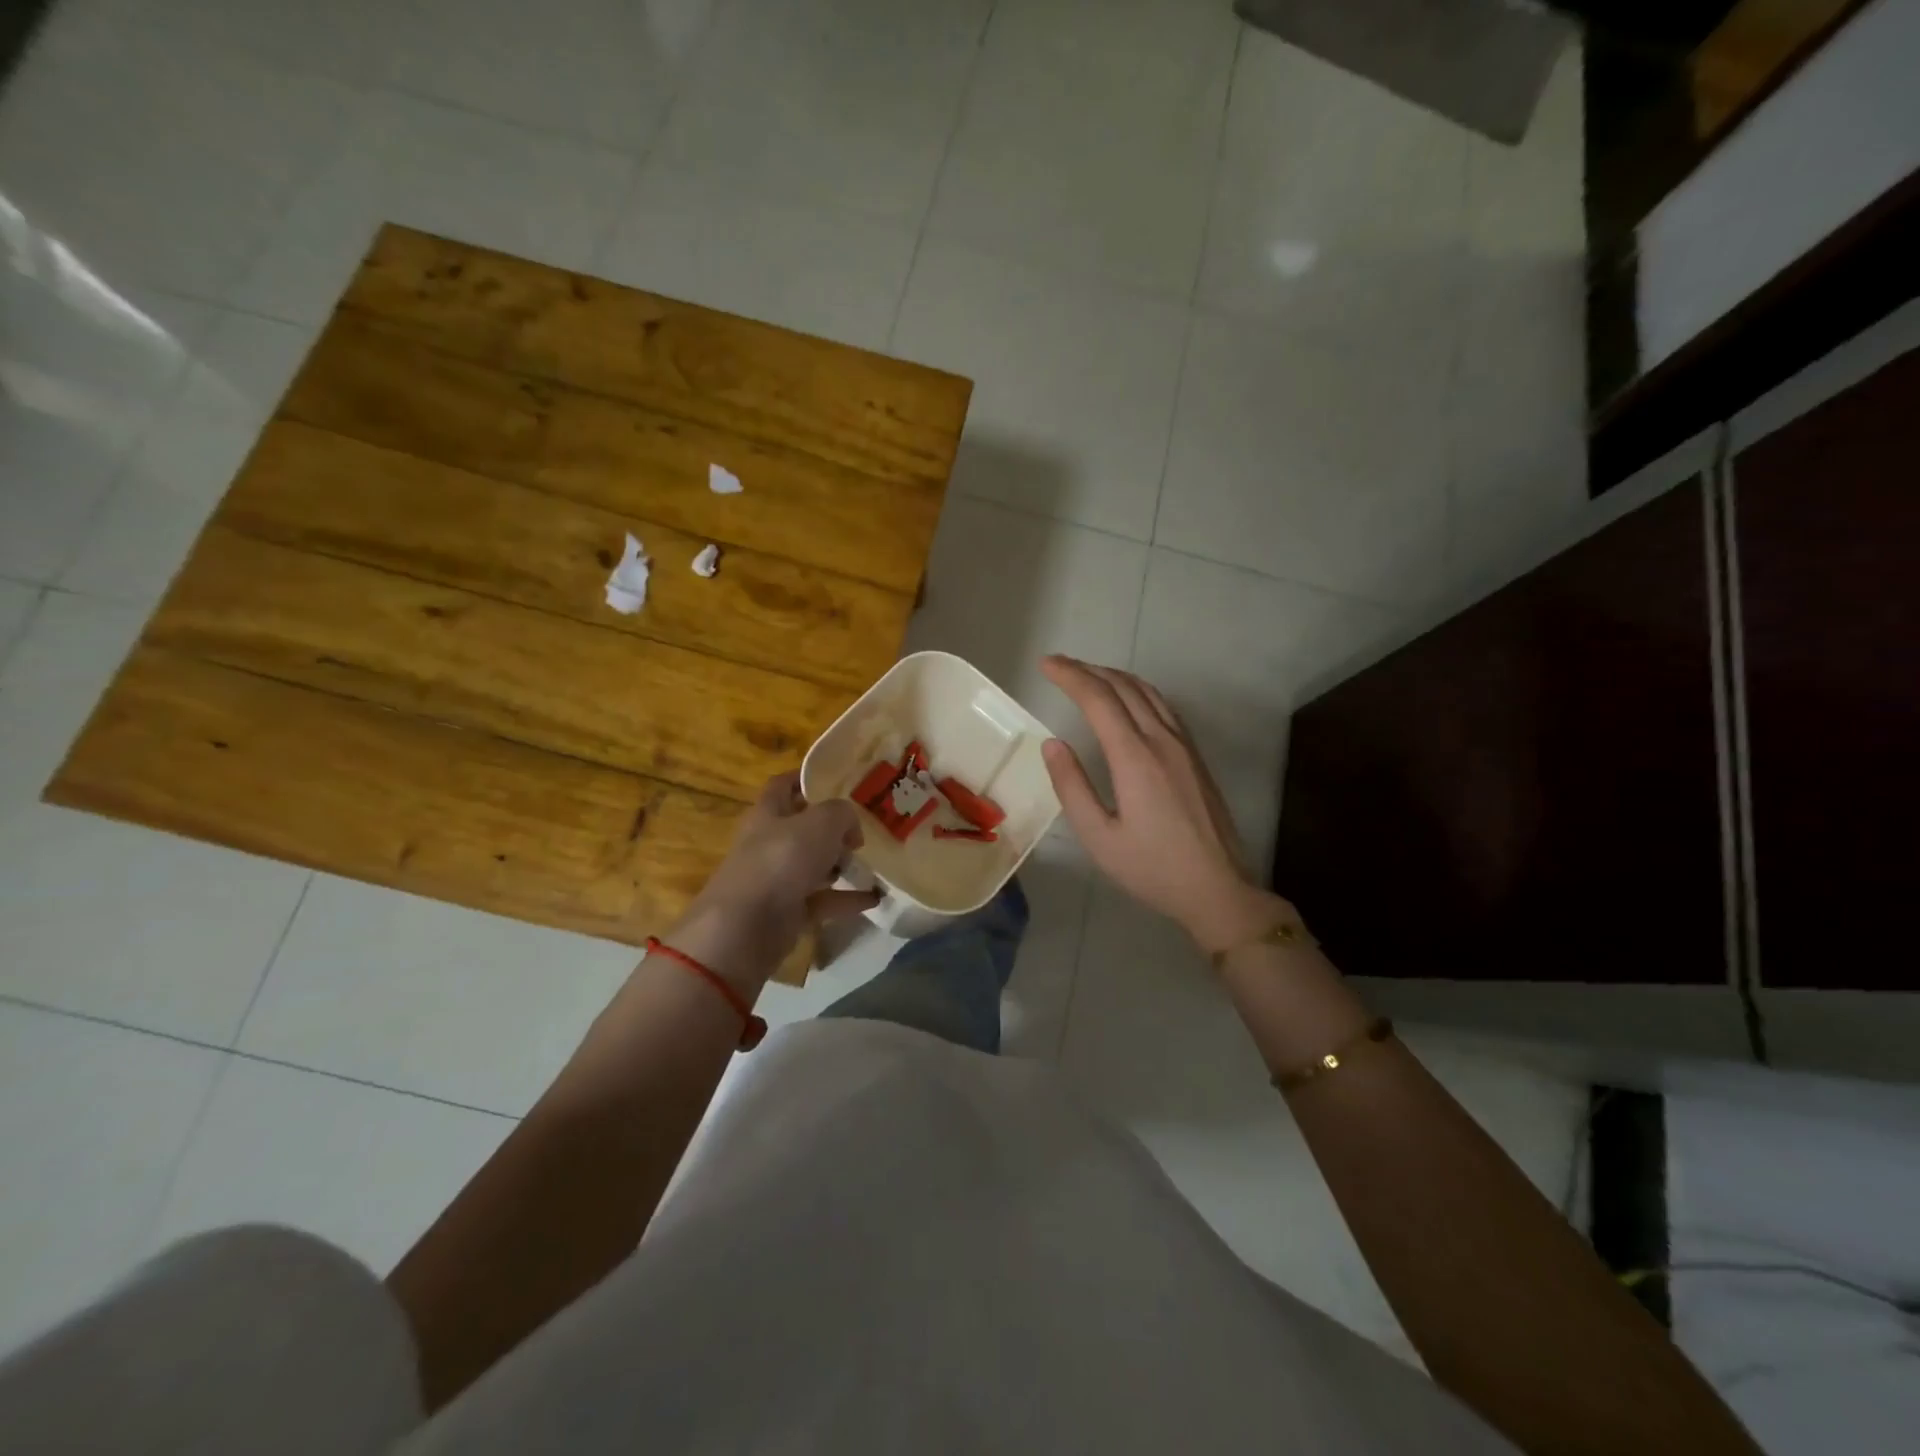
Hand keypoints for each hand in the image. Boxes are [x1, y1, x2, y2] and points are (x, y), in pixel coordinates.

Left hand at [665, 773, 877, 993]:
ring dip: (840, 865)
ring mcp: (777, 879)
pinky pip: (823, 900)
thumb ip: (842, 814)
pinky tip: (875, 897)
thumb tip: (850, 829)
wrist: (746, 927)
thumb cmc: (780, 861)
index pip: (783, 785)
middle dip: (832, 828)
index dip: (806, 778)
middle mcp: (769, 843)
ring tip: (870, 864)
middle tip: (862, 829)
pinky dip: (847, 899)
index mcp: (768, 813)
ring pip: (813, 865)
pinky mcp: (787, 912)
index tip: (837, 779)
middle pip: (802, 827)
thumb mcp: (821, 823)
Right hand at [1040, 656, 1292, 954]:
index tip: (1046, 664)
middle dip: (1087, 669)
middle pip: (1123, 687)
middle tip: (1057, 665)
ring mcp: (1183, 745)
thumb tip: (1052, 744)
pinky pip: (1163, 706)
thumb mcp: (1098, 837)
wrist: (1217, 887)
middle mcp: (1161, 740)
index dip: (1070, 676)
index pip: (1098, 699)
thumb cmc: (1152, 868)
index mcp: (1135, 757)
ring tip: (1086, 675)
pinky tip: (1127, 699)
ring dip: (1113, 676)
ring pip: (1147, 692)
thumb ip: (1072, 787)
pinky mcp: (1195, 756)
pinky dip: (1137, 690)